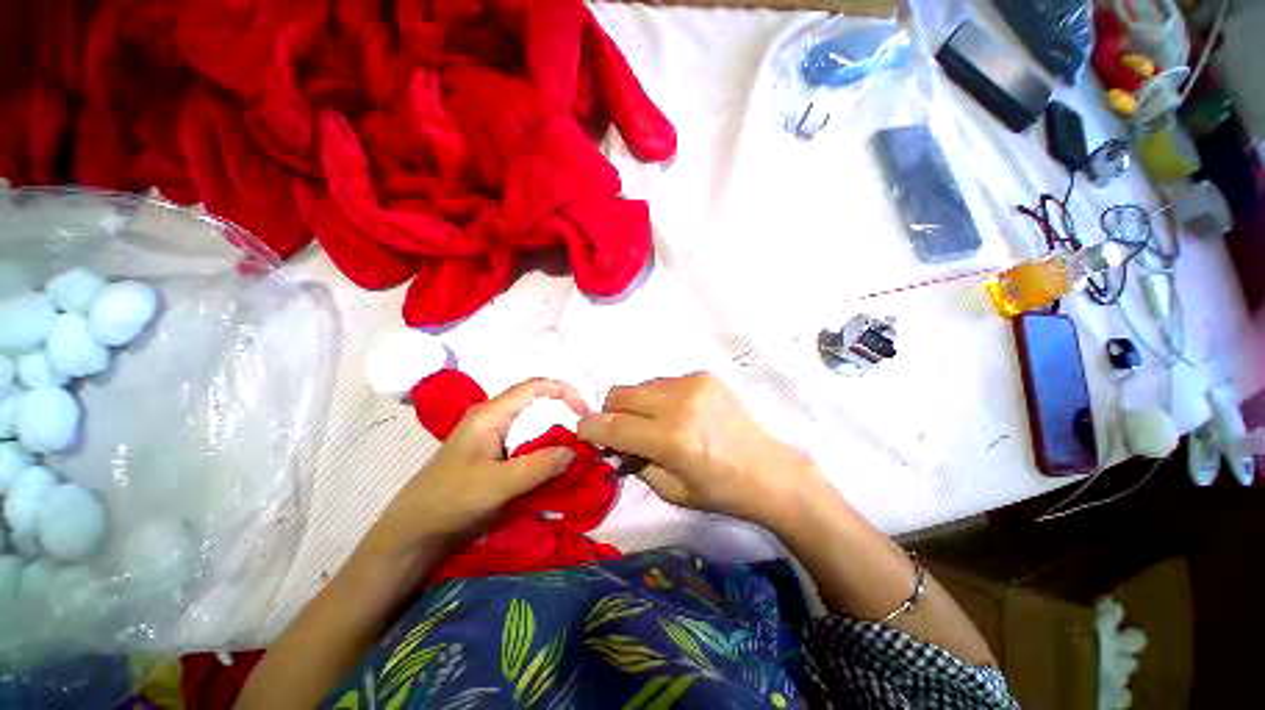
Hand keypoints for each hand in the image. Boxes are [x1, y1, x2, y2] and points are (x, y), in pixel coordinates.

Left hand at [365, 379, 588, 558]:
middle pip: (536, 404)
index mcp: (491, 414)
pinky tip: (555, 463)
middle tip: (585, 434)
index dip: (562, 391)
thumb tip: (575, 450)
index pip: (534, 387)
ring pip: (533, 424)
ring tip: (576, 448)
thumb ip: (538, 466)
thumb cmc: (450, 499)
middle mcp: (494, 417)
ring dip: (556, 433)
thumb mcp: (497, 484)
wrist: (415, 529)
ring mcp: (494, 435)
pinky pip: (528, 442)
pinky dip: (545, 448)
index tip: (584, 411)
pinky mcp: (495, 453)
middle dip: (563, 413)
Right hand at [578, 373, 822, 529]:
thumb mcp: (670, 490)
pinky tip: (678, 414)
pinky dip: (659, 398)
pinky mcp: (704, 375)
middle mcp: (679, 403)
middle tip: (622, 432)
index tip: (583, 433)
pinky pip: (663, 382)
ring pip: (640, 385)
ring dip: (636, 405)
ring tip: (654, 424)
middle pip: (619, 394)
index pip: (612, 425)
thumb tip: (612, 445)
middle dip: (611, 413)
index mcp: (671, 439)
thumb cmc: (720, 490)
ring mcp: (693, 383)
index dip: (590, 429)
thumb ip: (634, 463)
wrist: (769, 470)